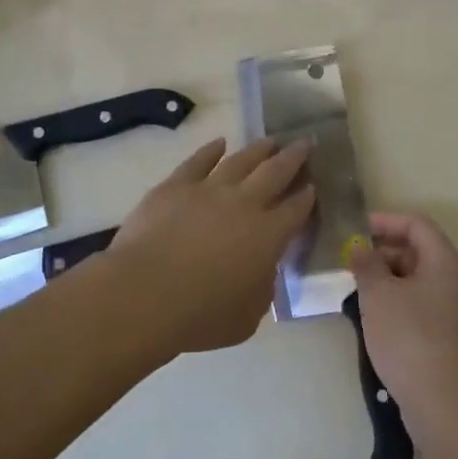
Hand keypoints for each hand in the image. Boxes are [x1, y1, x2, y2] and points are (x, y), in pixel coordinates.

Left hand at [108, 138, 314, 354]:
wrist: (145, 293)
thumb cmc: (200, 315)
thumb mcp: (247, 318)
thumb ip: (262, 291)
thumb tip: (263, 271)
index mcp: (268, 236)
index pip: (295, 210)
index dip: (306, 197)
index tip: (312, 186)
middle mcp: (244, 204)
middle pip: (275, 173)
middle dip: (293, 158)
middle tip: (304, 144)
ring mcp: (209, 189)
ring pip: (241, 160)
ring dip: (258, 150)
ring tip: (270, 141)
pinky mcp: (176, 185)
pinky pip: (199, 161)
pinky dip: (211, 150)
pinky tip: (220, 143)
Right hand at [350, 212, 457, 413]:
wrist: (443, 403)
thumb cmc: (409, 337)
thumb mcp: (378, 294)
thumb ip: (366, 264)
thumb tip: (360, 248)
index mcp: (445, 262)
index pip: (417, 224)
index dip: (385, 221)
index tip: (355, 231)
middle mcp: (457, 281)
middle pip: (419, 251)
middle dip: (383, 253)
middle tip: (352, 265)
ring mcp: (457, 311)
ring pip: (419, 281)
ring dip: (388, 280)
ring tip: (358, 293)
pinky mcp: (451, 337)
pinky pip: (422, 306)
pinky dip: (398, 303)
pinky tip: (376, 321)